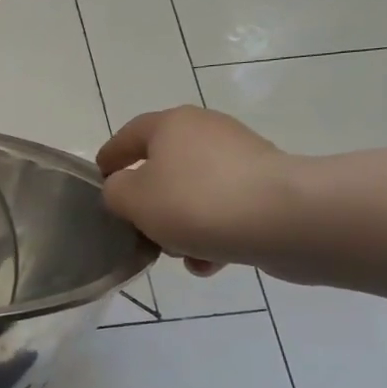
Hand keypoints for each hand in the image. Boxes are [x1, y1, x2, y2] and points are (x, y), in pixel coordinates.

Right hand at [96, 107, 288, 275]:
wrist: (287, 220)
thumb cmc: (197, 202)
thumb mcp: (132, 199)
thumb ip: (115, 193)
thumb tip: (125, 190)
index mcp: (172, 124)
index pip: (128, 135)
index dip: (110, 158)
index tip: (99, 181)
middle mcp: (207, 133)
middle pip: (164, 167)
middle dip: (149, 201)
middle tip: (137, 228)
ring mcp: (244, 160)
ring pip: (196, 193)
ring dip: (181, 224)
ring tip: (176, 254)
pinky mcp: (270, 189)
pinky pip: (227, 211)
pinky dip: (213, 234)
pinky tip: (209, 263)